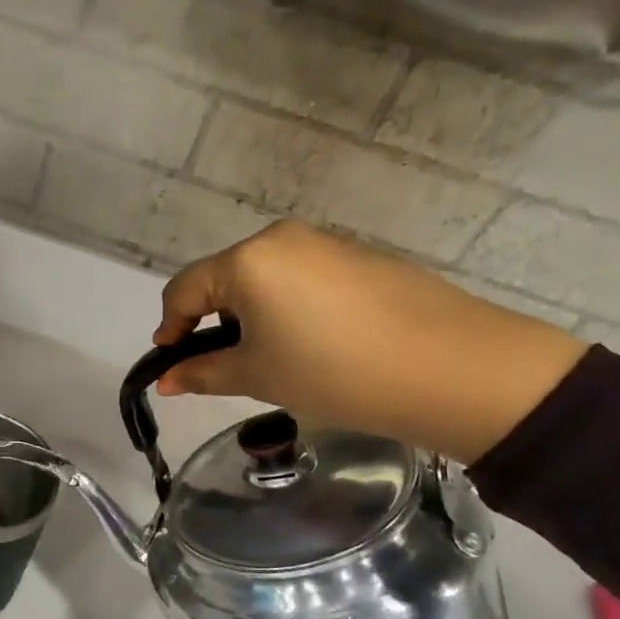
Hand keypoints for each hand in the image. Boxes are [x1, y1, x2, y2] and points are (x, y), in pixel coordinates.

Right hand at [154, 220, 586, 463]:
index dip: (170, 329)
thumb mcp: (258, 376)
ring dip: (251, 315)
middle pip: (224, 279)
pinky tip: (314, 344)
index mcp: (248, 260)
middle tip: (224, 367)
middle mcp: (281, 238)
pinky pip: (301, 278)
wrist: (453, 369)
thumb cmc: (334, 372)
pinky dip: (288, 308)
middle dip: (212, 322)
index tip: (170, 365)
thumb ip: (203, 373)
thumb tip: (166, 381)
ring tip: (273, 359)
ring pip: (263, 278)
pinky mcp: (359, 256)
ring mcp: (325, 242)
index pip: (184, 290)